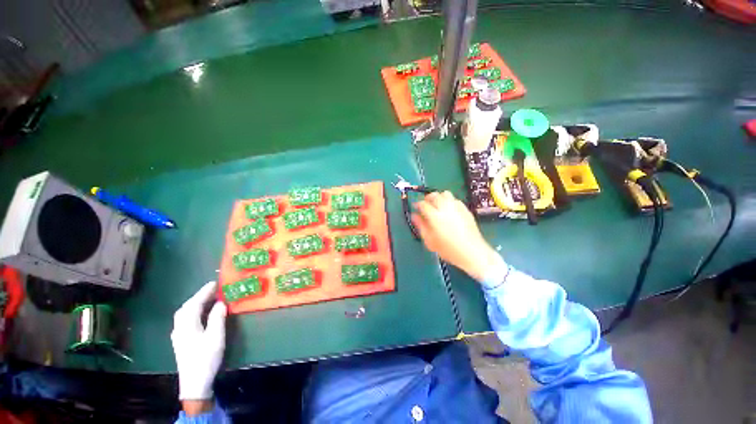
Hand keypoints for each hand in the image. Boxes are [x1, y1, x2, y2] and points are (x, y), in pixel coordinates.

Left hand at [171, 281, 226, 402]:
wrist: (195, 382)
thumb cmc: (206, 357)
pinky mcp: (180, 340)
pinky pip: (185, 319)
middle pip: (187, 307)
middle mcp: (179, 327)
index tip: (215, 283)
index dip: (204, 292)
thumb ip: (217, 318)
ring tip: (209, 298)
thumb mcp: (216, 337)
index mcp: (187, 325)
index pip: (195, 303)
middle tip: (214, 289)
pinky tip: (200, 314)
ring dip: (195, 303)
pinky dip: (193, 311)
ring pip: (184, 313)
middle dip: (199, 296)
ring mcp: (178, 334)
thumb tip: (221, 303)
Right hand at [411, 191, 503, 280]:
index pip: (423, 204)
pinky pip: (455, 199)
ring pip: (445, 194)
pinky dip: (449, 201)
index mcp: (435, 216)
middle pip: (434, 195)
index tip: (416, 207)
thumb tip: (415, 216)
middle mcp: (445, 208)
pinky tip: (449, 210)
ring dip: (439, 197)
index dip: (417, 204)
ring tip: (437, 205)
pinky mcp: (465, 209)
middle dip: (428, 198)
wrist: (472, 252)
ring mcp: (457, 207)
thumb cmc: (448, 249)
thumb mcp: (429, 240)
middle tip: (425, 204)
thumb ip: (421, 226)